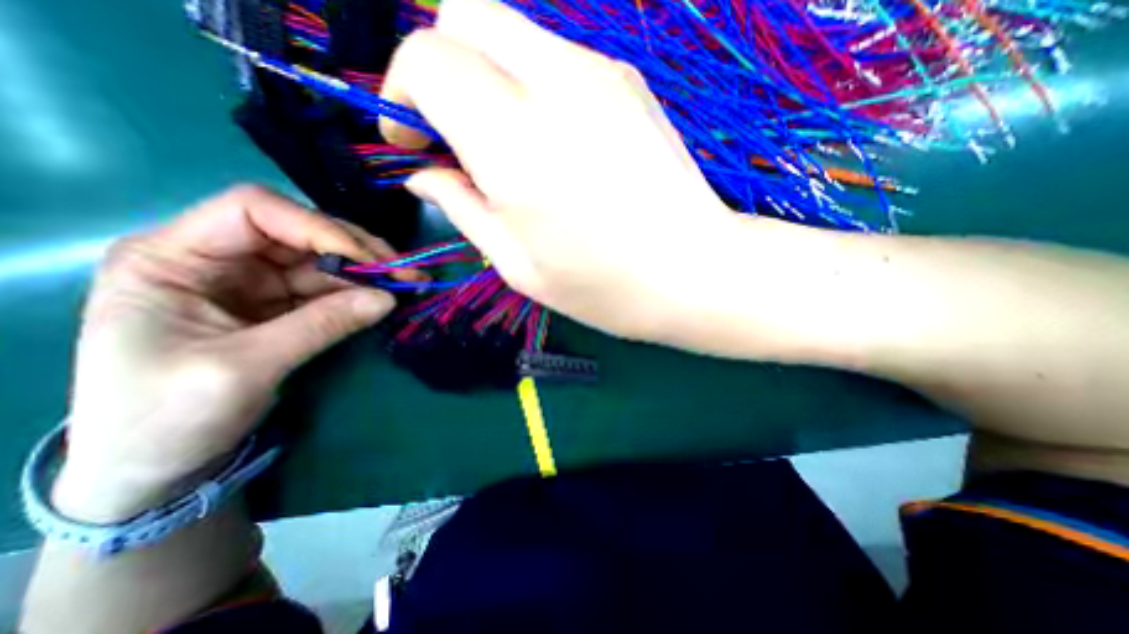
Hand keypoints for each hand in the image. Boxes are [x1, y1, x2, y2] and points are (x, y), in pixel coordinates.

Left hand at [58, 185, 399, 521]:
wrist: (154, 466)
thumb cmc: (165, 418)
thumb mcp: (245, 368)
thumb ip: (321, 326)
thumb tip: (388, 298)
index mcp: (174, 257)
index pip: (255, 211)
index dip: (318, 228)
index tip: (369, 261)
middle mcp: (218, 257)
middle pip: (301, 231)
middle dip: (359, 250)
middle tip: (406, 272)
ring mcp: (254, 280)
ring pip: (325, 259)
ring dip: (370, 271)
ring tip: (411, 283)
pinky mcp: (281, 303)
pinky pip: (332, 287)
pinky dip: (364, 290)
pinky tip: (390, 296)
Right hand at [384, 0, 746, 340]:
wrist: (693, 272)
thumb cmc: (603, 286)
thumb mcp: (517, 265)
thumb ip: (462, 209)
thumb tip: (424, 175)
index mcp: (514, 141)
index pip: (426, 58)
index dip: (403, 94)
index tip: (413, 141)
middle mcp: (555, 85)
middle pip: (465, 13)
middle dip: (441, 64)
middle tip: (452, 132)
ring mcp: (601, 75)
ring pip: (513, 30)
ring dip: (487, 75)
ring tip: (505, 145)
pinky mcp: (630, 83)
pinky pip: (557, 57)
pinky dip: (531, 84)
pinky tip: (551, 141)